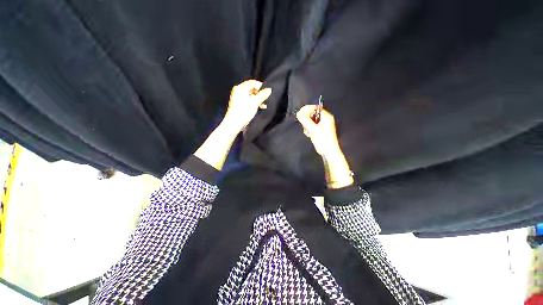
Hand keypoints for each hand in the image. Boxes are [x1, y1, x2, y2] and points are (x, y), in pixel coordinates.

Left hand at [222, 80, 271, 132]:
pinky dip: (254, 102)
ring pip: (251, 95)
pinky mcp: (239, 104)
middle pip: (252, 89)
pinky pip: (248, 100)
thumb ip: (263, 95)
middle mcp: (238, 91)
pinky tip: (259, 107)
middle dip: (260, 94)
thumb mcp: (255, 102)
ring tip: (263, 105)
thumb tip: (269, 89)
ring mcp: (238, 97)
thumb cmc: (243, 112)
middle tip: (265, 99)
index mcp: (241, 88)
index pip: (253, 82)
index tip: (267, 92)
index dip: (261, 87)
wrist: (234, 123)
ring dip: (258, 99)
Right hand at [296, 105, 340, 156]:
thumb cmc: (323, 139)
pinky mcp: (318, 131)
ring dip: (306, 125)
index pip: (315, 108)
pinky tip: (309, 134)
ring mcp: (321, 125)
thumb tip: (298, 113)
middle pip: (312, 114)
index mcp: (326, 116)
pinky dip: (308, 129)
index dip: (307, 109)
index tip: (300, 113)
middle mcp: (324, 119)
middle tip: (305, 125)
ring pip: (310, 121)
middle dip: (306, 119)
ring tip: (308, 132)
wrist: (328, 151)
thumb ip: (305, 120)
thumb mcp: (313, 129)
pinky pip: (311, 126)